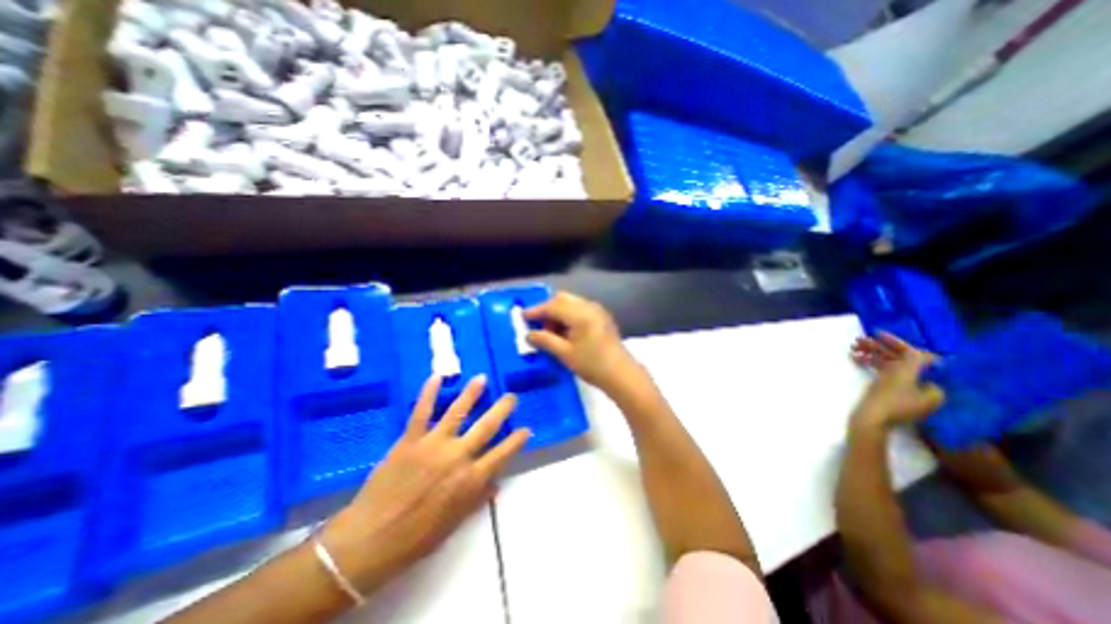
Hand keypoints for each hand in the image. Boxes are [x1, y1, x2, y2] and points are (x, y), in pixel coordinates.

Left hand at [322, 376, 527, 595]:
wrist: (369, 540)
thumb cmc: (416, 537)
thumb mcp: (454, 523)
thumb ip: (477, 499)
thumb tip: (496, 483)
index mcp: (470, 479)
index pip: (502, 454)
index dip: (517, 441)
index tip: (527, 429)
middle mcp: (457, 456)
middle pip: (486, 426)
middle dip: (502, 409)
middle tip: (511, 396)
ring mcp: (433, 444)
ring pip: (457, 412)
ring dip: (472, 393)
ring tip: (482, 378)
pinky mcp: (410, 440)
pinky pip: (421, 412)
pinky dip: (429, 393)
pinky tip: (437, 377)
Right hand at [525, 290, 637, 395]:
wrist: (622, 375)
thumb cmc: (592, 365)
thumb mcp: (564, 353)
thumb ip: (545, 341)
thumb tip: (528, 335)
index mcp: (580, 313)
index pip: (552, 306)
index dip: (536, 311)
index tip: (522, 317)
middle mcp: (589, 306)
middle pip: (562, 299)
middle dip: (547, 309)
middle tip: (538, 326)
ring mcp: (597, 311)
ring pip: (571, 303)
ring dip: (558, 313)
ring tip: (551, 332)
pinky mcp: (602, 318)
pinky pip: (580, 309)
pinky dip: (569, 316)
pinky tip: (566, 332)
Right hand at [853, 331, 939, 427]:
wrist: (868, 420)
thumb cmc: (887, 398)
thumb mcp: (901, 376)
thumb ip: (913, 361)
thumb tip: (921, 351)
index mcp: (932, 387)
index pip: (918, 359)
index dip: (898, 345)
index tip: (879, 335)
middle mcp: (921, 389)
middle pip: (901, 362)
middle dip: (880, 349)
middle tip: (860, 340)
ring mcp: (903, 393)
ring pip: (888, 367)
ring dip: (871, 355)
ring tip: (854, 347)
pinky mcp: (888, 396)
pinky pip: (881, 375)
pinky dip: (869, 365)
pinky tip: (855, 358)